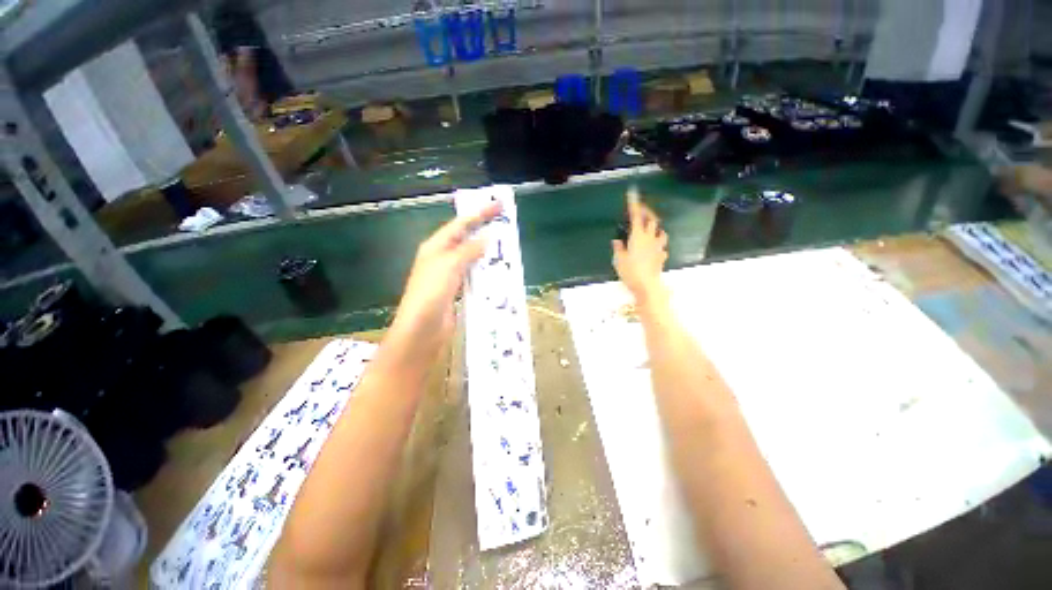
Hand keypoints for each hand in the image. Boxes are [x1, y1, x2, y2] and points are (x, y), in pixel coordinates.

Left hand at [388, 202, 501, 358]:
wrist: (422, 330)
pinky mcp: (456, 291)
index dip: (479, 214)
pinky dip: (484, 270)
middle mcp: (441, 258)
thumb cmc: (431, 293)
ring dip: (486, 251)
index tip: (498, 205)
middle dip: (483, 230)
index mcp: (435, 247)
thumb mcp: (450, 266)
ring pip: (470, 257)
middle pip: (465, 239)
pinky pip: (473, 275)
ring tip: (505, 245)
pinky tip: (496, 270)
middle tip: (504, 223)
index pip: (460, 225)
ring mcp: (448, 275)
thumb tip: (486, 238)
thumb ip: (468, 251)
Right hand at [612, 191, 668, 305]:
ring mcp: (658, 248)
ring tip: (651, 229)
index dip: (634, 204)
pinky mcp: (661, 257)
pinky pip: (662, 247)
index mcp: (638, 237)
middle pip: (652, 220)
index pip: (636, 216)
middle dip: (647, 212)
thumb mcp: (619, 260)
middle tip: (641, 210)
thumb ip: (618, 249)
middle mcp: (650, 239)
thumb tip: (617, 241)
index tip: (632, 194)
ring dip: (656, 228)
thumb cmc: (630, 272)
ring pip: (661, 232)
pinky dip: (658, 245)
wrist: (647, 286)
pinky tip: (655, 249)